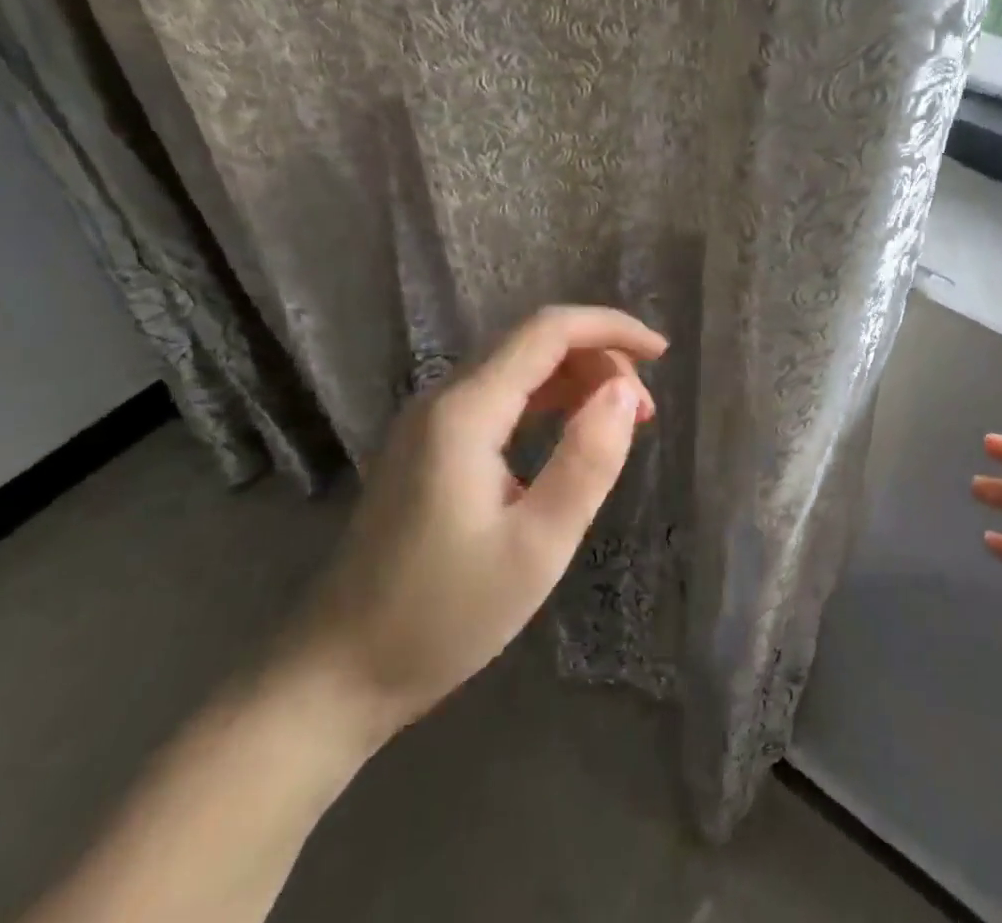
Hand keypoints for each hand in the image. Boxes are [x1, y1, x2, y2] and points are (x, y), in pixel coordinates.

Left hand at [282, 305, 665, 748]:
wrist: (338, 672)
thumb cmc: (444, 616)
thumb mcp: (536, 547)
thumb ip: (587, 462)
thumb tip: (625, 390)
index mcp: (466, 411)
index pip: (548, 331)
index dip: (610, 328)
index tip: (663, 353)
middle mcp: (444, 398)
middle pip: (533, 344)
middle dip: (599, 359)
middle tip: (644, 413)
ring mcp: (430, 421)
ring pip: (517, 369)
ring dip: (576, 380)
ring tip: (621, 423)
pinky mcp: (428, 446)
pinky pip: (498, 399)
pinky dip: (546, 403)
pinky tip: (570, 436)